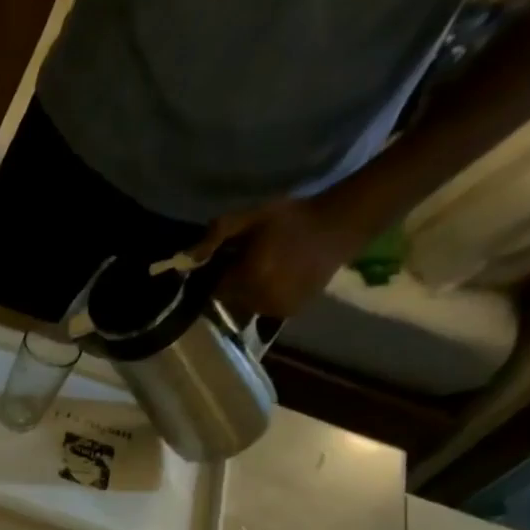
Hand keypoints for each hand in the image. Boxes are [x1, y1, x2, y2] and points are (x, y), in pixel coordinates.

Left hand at [192, 192, 381, 318]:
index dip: (218, 274)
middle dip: (233, 283)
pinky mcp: (289, 313)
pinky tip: (277, 278)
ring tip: (265, 269)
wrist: (339, 226)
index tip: (229, 259)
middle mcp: (260, 299)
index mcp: (249, 278)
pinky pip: (264, 309)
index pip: (215, 288)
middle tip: (249, 262)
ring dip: (248, 292)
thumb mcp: (253, 216)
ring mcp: (275, 309)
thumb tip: (189, 257)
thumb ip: (218, 232)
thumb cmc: (292, 218)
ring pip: (246, 306)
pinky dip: (264, 298)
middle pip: (229, 299)